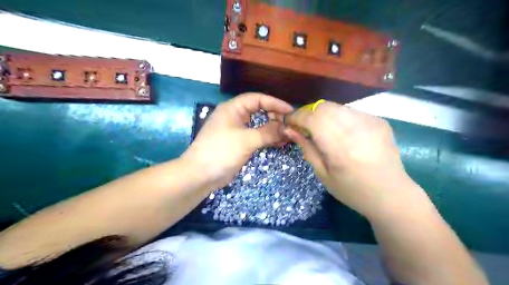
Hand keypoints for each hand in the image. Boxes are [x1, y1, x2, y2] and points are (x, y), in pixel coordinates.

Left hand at [183, 94, 294, 190]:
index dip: (275, 103)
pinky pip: (256, 136)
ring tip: (287, 136)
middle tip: (288, 125)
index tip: (291, 111)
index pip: (257, 99)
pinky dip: (267, 139)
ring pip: (258, 124)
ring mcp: (236, 130)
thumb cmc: (221, 151)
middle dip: (275, 116)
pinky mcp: (238, 143)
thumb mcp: (246, 140)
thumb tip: (287, 128)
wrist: (201, 175)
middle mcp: (235, 116)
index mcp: (233, 108)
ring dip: (272, 129)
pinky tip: (279, 143)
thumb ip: (268, 132)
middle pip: (259, 110)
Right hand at [282, 100, 412, 218]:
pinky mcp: (379, 120)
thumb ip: (307, 148)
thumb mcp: (323, 174)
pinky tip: (340, 131)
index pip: (312, 118)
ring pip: (336, 107)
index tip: (289, 123)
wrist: (391, 195)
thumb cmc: (352, 190)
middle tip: (303, 126)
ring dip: (322, 114)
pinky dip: (338, 117)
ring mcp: (370, 121)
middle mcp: (356, 128)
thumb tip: (290, 129)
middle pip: (323, 107)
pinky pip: (350, 111)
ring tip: (320, 128)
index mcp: (340, 146)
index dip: (297, 117)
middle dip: (308, 113)